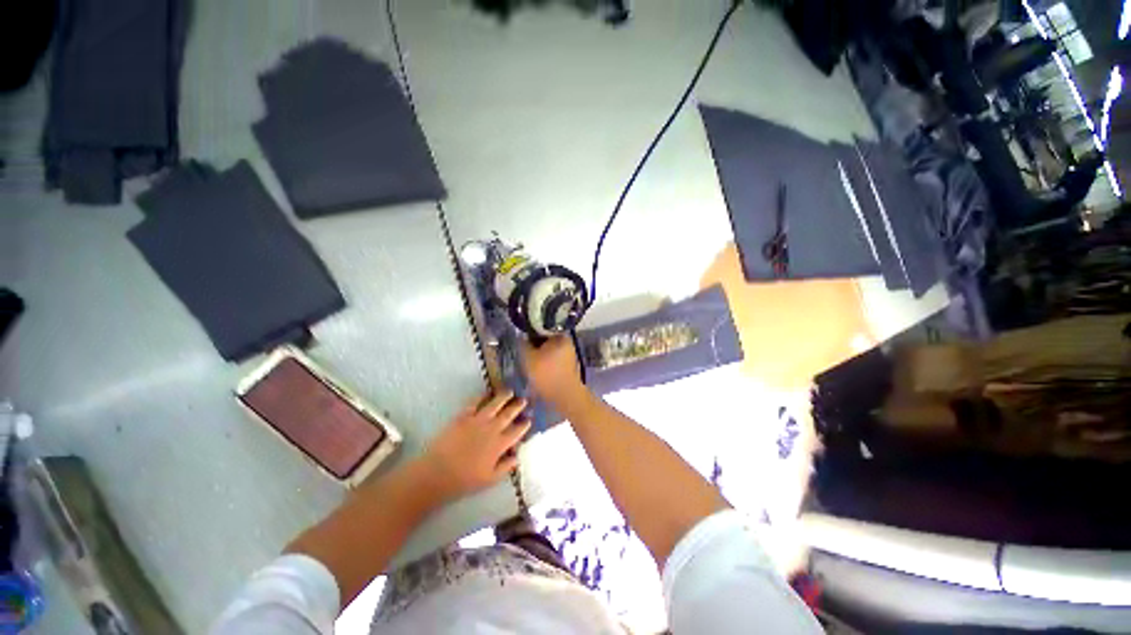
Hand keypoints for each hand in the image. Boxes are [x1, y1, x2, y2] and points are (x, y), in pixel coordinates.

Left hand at [419, 391, 529, 500]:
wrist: (437, 473)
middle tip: (524, 400)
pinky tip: (487, 393)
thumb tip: (517, 456)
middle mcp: (492, 429)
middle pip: (508, 414)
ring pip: (495, 404)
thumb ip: (506, 467)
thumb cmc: (464, 480)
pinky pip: (475, 402)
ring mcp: (477, 420)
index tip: (529, 419)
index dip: (524, 425)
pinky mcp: (463, 416)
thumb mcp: (490, 479)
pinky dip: (482, 396)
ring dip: (504, 397)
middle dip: (517, 406)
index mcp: (499, 444)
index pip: (516, 431)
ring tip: (510, 391)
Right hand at [521, 336, 587, 410]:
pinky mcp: (569, 363)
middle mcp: (567, 340)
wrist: (565, 396)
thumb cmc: (546, 374)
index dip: (529, 331)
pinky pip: (554, 357)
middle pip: (546, 338)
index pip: (541, 327)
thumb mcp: (528, 358)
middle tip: (525, 351)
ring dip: (540, 352)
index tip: (521, 339)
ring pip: (550, 348)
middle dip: (535, 344)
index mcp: (559, 335)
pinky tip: (539, 368)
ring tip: (531, 360)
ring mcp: (569, 352)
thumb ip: (523, 344)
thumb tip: (522, 336)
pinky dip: (546, 360)